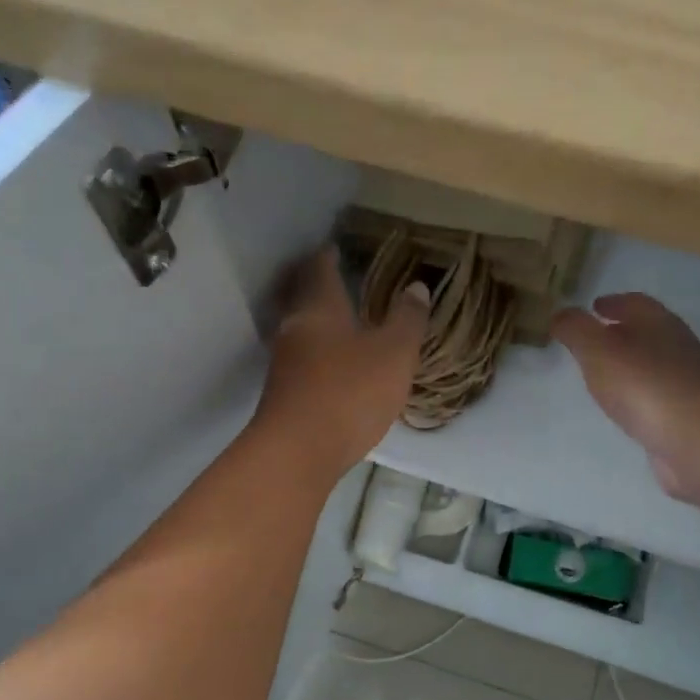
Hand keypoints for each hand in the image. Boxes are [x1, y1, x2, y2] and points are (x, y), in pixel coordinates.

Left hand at [256, 246, 429, 478]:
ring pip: (301, 329)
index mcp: (320, 307)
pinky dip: (318, 352)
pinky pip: (302, 359)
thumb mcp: (394, 353)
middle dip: (318, 285)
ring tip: (343, 322)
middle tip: (339, 279)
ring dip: (318, 321)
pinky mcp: (283, 393)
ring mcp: (284, 362)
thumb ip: (407, 319)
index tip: (337, 247)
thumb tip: (416, 287)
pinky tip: (335, 366)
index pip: (319, 268)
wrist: (297, 452)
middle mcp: (295, 327)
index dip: (329, 255)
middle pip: (302, 296)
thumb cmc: (349, 391)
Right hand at [553, 293, 699, 502]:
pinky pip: (657, 396)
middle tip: (594, 340)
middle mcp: (677, 347)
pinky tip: (625, 407)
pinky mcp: (687, 415)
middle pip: (648, 332)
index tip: (593, 306)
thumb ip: (576, 330)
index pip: (635, 303)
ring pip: (653, 364)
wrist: (696, 441)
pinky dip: (640, 394)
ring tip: (604, 374)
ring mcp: (686, 383)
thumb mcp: (597, 350)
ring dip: (631, 365)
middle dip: (622, 332)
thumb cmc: (644, 386)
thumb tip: (560, 313)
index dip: (613, 302)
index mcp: (659, 323)